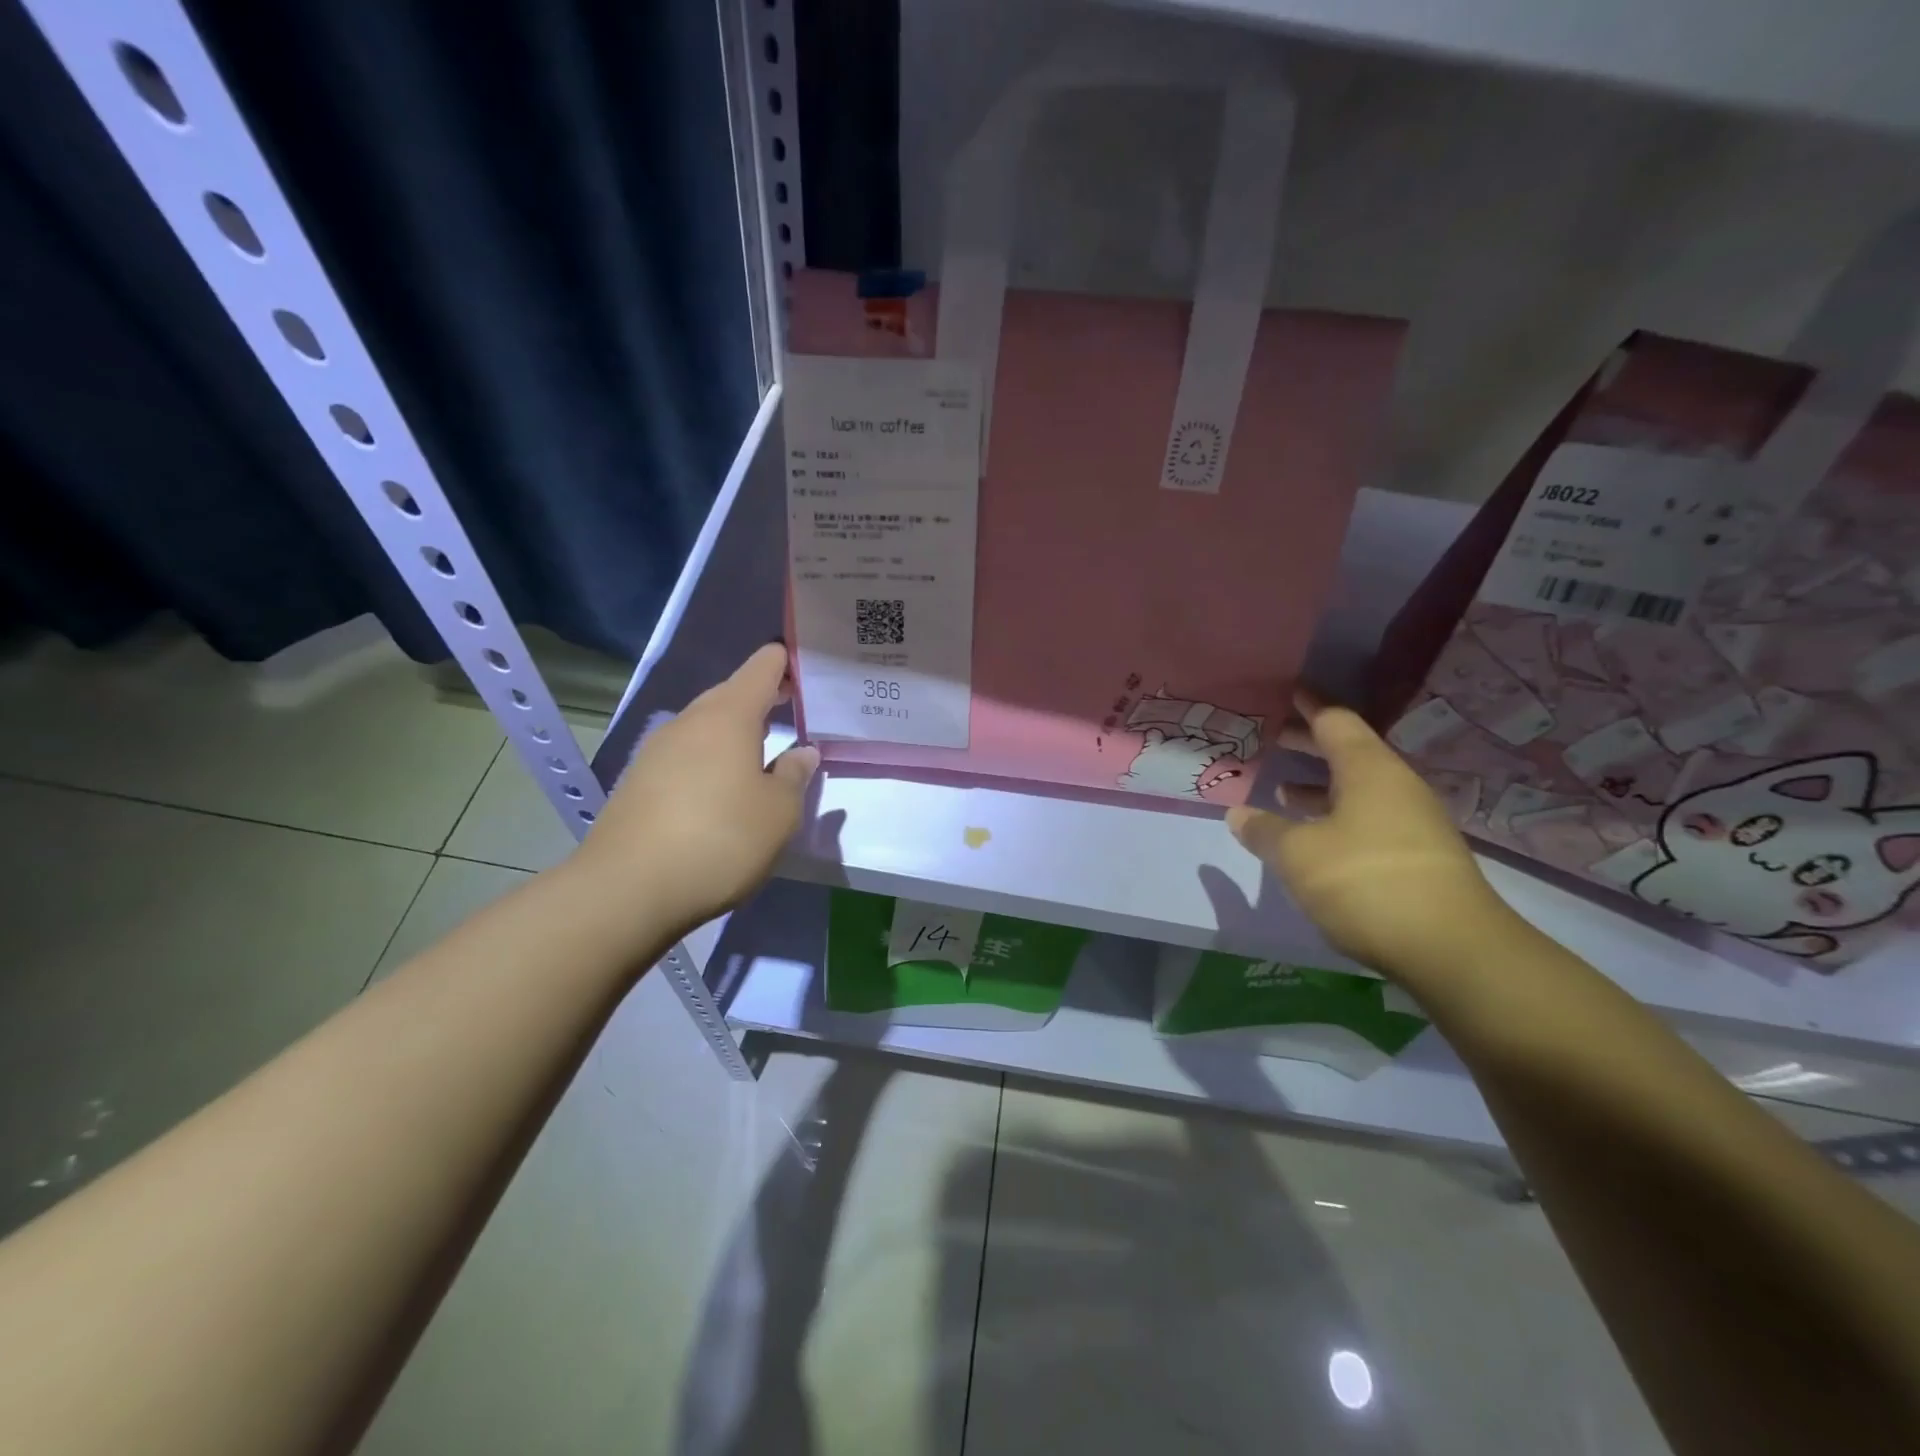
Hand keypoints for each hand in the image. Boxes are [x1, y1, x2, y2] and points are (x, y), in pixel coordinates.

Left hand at [575, 644, 818, 938]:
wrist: (627, 889)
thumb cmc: (720, 839)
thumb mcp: (779, 812)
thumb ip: (795, 775)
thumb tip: (802, 752)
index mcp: (729, 716)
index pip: (762, 667)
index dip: (785, 663)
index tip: (807, 671)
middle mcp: (689, 722)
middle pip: (730, 694)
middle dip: (762, 699)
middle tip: (793, 712)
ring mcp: (657, 751)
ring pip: (705, 727)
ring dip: (734, 733)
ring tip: (761, 755)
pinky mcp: (638, 781)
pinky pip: (685, 756)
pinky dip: (709, 761)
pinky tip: (720, 791)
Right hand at [1226, 694, 1515, 981]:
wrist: (1453, 951)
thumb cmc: (1366, 882)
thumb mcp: (1298, 855)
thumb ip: (1264, 831)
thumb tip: (1238, 814)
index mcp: (1369, 770)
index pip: (1336, 721)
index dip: (1309, 706)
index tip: (1289, 693)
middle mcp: (1396, 788)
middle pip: (1349, 753)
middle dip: (1309, 746)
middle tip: (1273, 739)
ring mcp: (1413, 824)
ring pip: (1358, 791)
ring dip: (1320, 788)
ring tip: (1283, 793)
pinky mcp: (1419, 859)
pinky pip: (1368, 820)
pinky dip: (1336, 818)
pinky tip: (1314, 842)